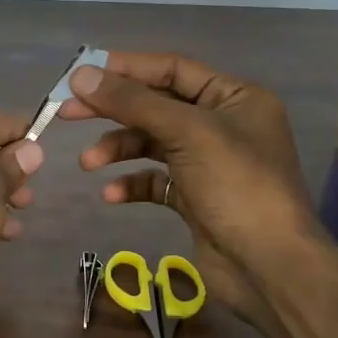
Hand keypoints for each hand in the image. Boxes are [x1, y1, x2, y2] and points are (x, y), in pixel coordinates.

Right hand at [62, 53, 317, 321]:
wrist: (270, 268)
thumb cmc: (237, 186)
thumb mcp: (186, 133)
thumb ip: (132, 102)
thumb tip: (81, 74)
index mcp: (235, 97)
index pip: (172, 69)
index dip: (126, 69)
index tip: (81, 74)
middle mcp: (224, 124)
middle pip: (157, 105)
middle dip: (113, 110)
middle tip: (67, 112)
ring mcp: (210, 163)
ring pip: (152, 144)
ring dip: (118, 149)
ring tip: (88, 163)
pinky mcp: (196, 198)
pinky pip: (156, 180)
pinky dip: (132, 183)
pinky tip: (111, 195)